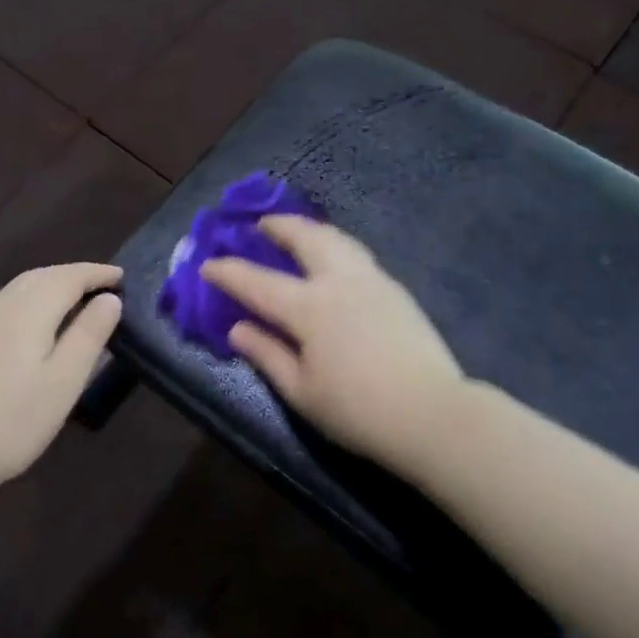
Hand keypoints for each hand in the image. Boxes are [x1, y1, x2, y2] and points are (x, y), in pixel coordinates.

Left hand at [0, 264, 122, 505]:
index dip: (97, 274)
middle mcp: (0, 306)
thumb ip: (89, 335)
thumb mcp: (64, 382)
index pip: (69, 277)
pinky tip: (35, 326)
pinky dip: (30, 302)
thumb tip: (109, 300)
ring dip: (51, 286)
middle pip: (42, 276)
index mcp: (28, 310)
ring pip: (20, 289)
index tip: (122, 277)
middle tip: (102, 286)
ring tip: (75, 302)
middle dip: (74, 276)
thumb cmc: (10, 422)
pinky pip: (5, 305)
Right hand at [201, 218, 462, 474]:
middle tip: (261, 224)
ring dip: (310, 229)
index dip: (229, 272)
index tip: (207, 264)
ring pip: (336, 238)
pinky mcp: (395, 289)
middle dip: (278, 226)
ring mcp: (372, 280)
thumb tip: (237, 328)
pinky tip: (333, 258)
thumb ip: (267, 355)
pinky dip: (334, 244)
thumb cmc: (357, 411)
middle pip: (305, 238)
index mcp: (309, 308)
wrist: (431, 413)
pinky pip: (356, 252)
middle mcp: (339, 281)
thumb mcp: (301, 392)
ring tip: (297, 231)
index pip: (258, 282)